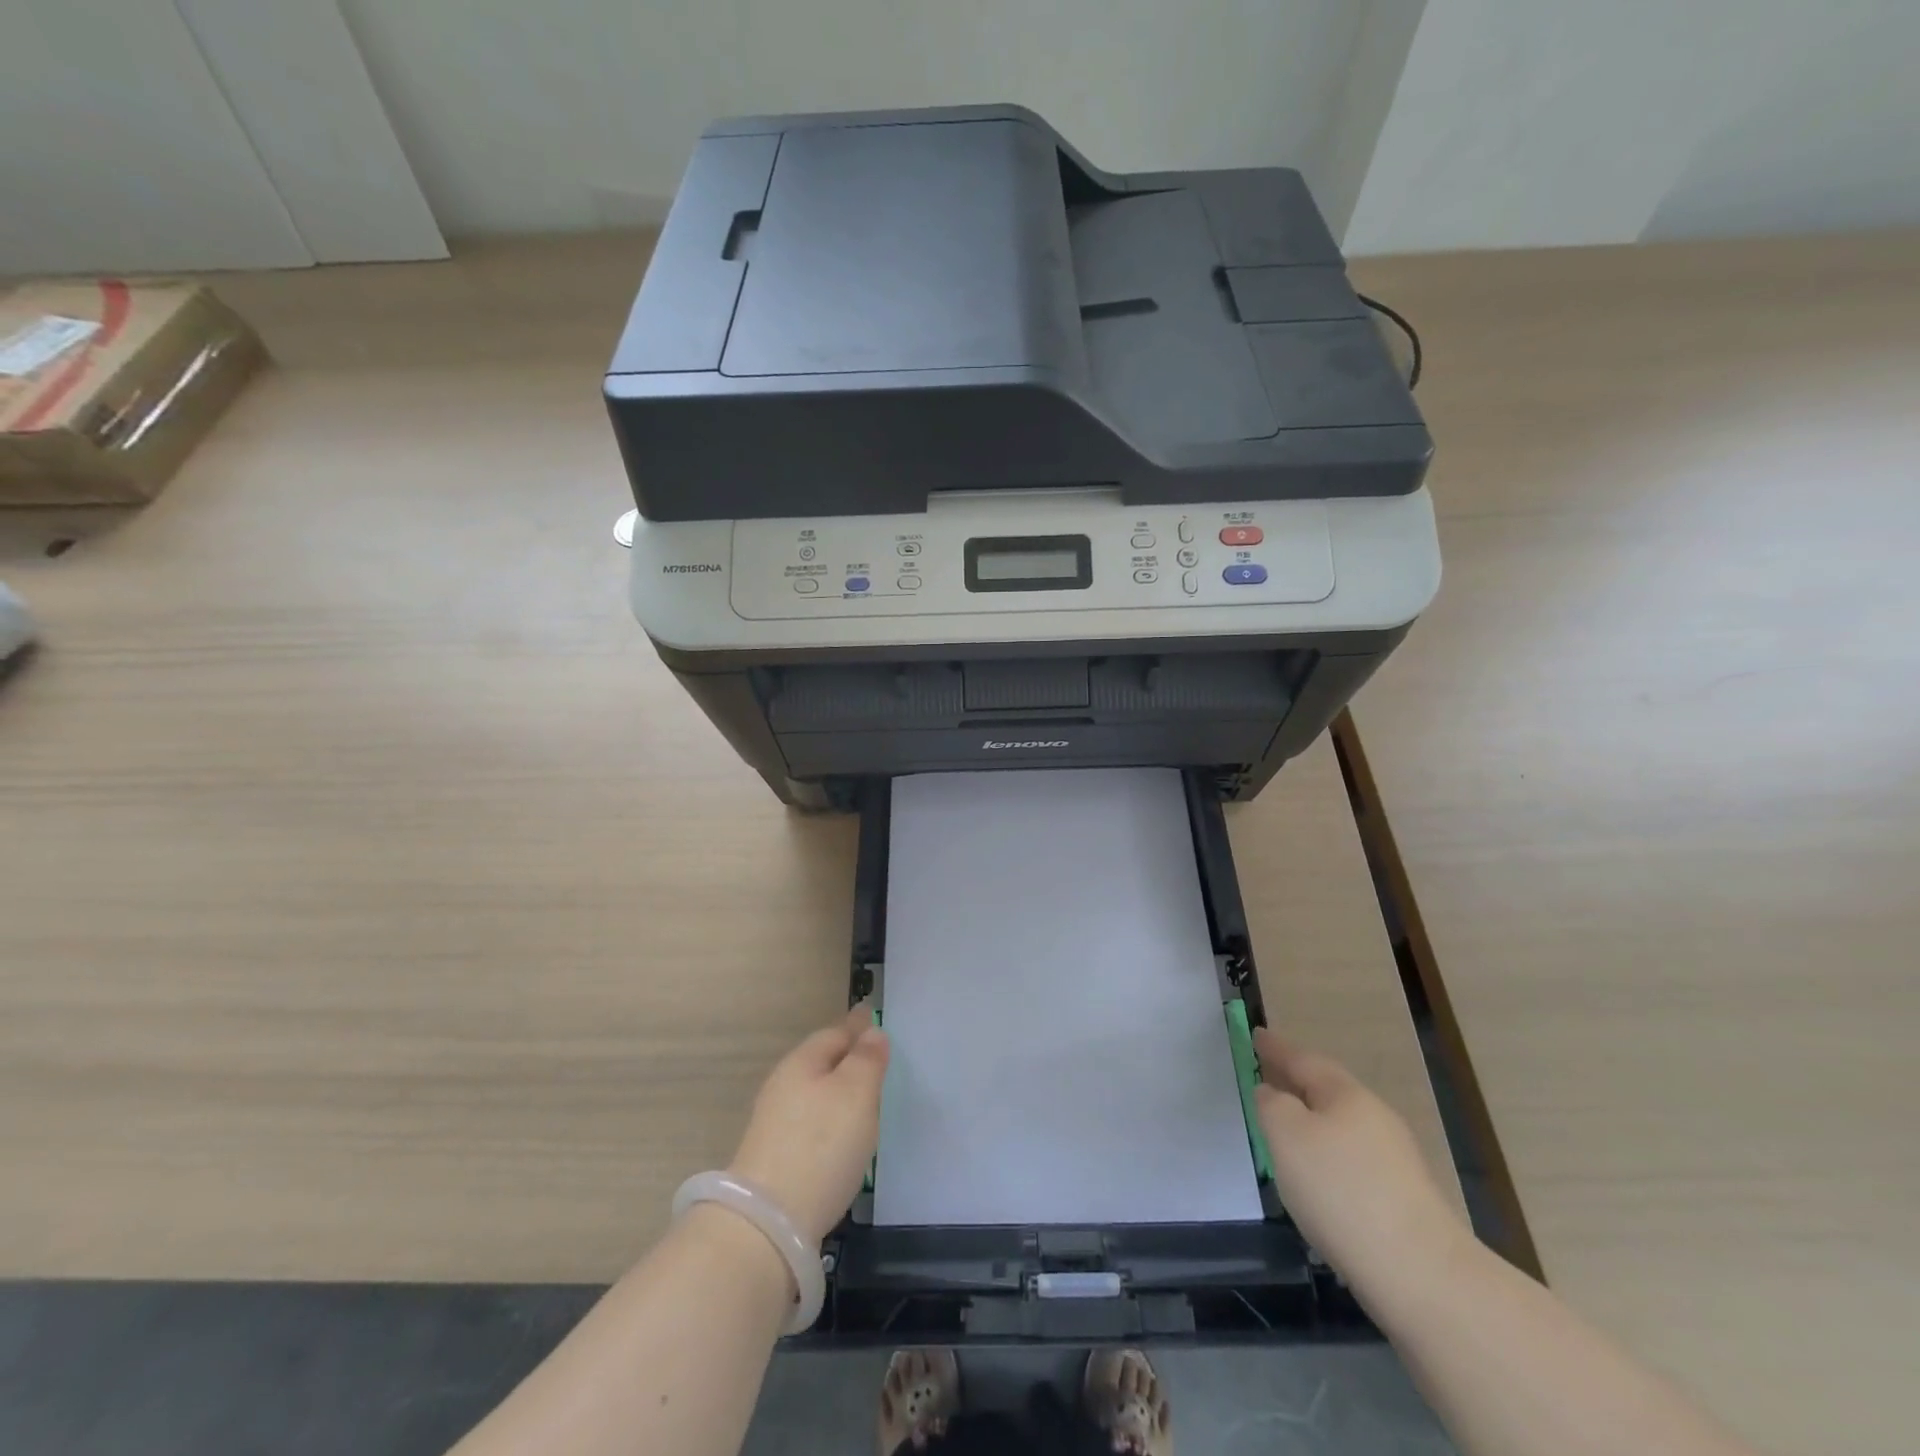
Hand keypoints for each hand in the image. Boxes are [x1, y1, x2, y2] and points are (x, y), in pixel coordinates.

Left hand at [728, 1006, 889, 1244]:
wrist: (766, 1224)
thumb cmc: (821, 1146)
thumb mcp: (856, 1094)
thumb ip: (867, 1060)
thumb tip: (871, 1031)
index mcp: (802, 1062)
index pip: (836, 1032)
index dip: (858, 1026)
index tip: (873, 1018)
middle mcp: (783, 1085)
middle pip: (822, 1062)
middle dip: (847, 1058)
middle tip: (875, 1059)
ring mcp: (774, 1123)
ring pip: (814, 1093)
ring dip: (838, 1091)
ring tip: (864, 1099)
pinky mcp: (774, 1158)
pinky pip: (809, 1124)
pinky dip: (828, 1121)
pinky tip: (841, 1138)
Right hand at [1254, 1029, 1470, 1303]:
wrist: (1422, 1276)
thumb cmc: (1341, 1191)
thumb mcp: (1286, 1135)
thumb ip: (1271, 1104)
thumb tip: (1272, 1093)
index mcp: (1346, 1094)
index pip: (1303, 1059)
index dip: (1275, 1048)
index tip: (1256, 1034)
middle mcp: (1375, 1117)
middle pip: (1327, 1090)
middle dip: (1296, 1082)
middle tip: (1267, 1077)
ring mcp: (1395, 1160)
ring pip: (1342, 1126)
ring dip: (1312, 1121)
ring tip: (1286, 1130)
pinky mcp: (1403, 1200)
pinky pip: (1353, 1160)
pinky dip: (1328, 1156)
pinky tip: (1317, 1178)